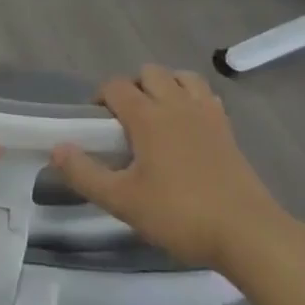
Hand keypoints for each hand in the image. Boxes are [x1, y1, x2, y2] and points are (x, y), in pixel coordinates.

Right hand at [50, 64, 286, 271]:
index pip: (115, 86)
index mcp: (147, 116)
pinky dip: (192, 98)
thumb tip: (56, 149)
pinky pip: (205, 95)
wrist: (247, 232)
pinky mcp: (227, 128)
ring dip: (165, 86)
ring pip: (180, 76)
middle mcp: (175, 103)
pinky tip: (188, 125)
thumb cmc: (180, 214)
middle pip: (148, 72)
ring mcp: (205, 112)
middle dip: (133, 88)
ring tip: (158, 117)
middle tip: (126, 123)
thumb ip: (86, 174)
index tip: (96, 125)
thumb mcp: (124, 202)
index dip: (101, 98)